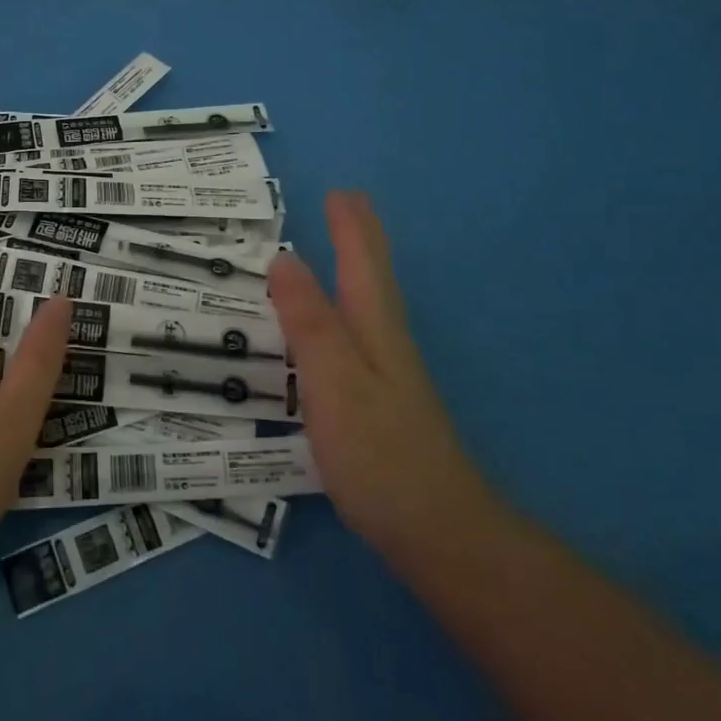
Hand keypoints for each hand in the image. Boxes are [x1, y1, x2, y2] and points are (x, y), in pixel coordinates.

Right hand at [268, 191, 489, 560]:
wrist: (435, 529)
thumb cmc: (378, 449)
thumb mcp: (333, 378)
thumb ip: (308, 320)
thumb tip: (284, 258)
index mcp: (374, 327)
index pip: (362, 262)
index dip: (350, 226)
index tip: (339, 191)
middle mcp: (385, 341)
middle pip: (373, 277)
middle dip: (360, 238)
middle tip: (347, 204)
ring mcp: (387, 374)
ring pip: (369, 304)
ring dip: (356, 268)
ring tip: (340, 249)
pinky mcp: (380, 403)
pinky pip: (357, 334)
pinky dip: (346, 309)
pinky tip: (336, 326)